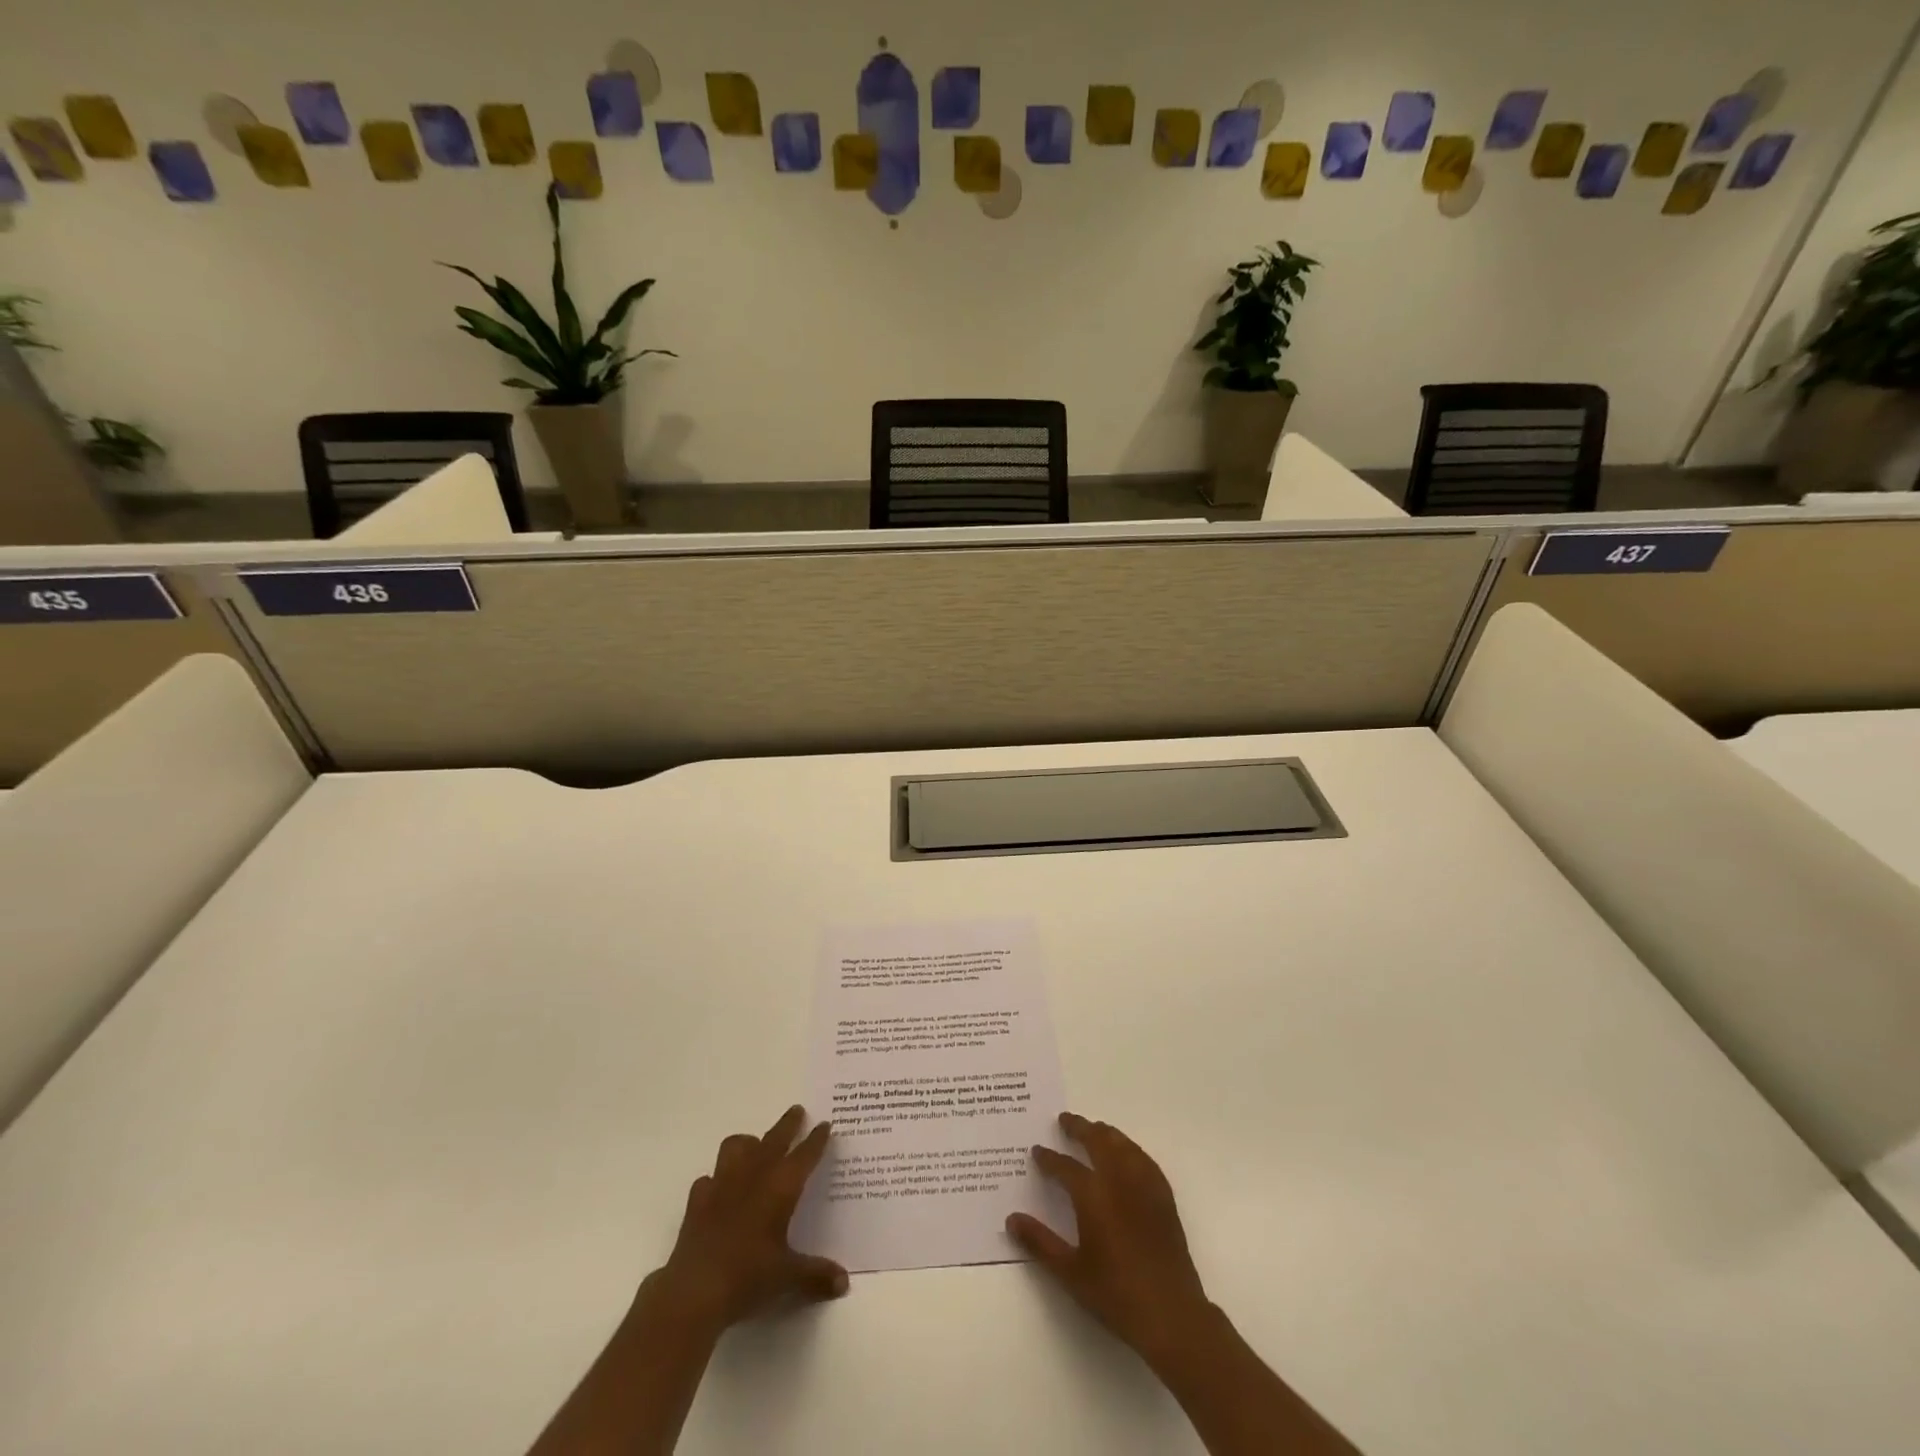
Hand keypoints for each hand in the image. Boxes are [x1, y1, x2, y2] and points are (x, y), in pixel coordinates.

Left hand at [650, 1105, 848, 1335]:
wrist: (694, 1292)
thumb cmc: (748, 1277)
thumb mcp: (788, 1279)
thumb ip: (816, 1276)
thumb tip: (844, 1283)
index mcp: (780, 1188)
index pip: (804, 1155)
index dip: (816, 1139)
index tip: (825, 1124)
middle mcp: (753, 1176)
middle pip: (774, 1139)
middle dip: (788, 1124)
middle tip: (797, 1111)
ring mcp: (722, 1184)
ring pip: (736, 1146)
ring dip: (749, 1143)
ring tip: (756, 1147)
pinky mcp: (697, 1201)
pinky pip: (709, 1178)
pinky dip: (717, 1179)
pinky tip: (720, 1190)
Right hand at [1007, 1112, 1214, 1369]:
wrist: (1170, 1313)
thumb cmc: (1115, 1293)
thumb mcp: (1069, 1272)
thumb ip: (1039, 1242)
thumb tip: (1012, 1219)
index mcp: (1093, 1195)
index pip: (1065, 1166)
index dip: (1049, 1158)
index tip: (1037, 1151)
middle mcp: (1118, 1180)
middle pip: (1097, 1140)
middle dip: (1079, 1128)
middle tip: (1064, 1120)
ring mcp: (1144, 1185)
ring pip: (1122, 1144)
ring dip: (1105, 1133)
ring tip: (1093, 1129)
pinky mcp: (1163, 1197)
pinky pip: (1143, 1159)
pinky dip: (1129, 1148)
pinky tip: (1126, 1154)